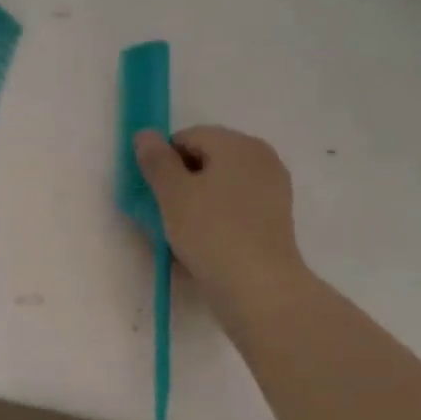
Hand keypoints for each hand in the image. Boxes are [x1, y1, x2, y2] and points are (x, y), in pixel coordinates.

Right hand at [133, 126, 308, 318]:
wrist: (258, 286)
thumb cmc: (211, 233)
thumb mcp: (172, 194)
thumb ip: (156, 161)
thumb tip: (145, 134)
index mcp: (237, 144)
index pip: (187, 137)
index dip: (162, 161)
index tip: (152, 194)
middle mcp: (260, 157)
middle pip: (207, 159)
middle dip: (181, 182)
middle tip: (165, 215)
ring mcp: (273, 187)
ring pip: (220, 185)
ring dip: (197, 202)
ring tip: (183, 234)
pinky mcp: (275, 217)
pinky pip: (236, 207)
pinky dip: (217, 217)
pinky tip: (205, 244)